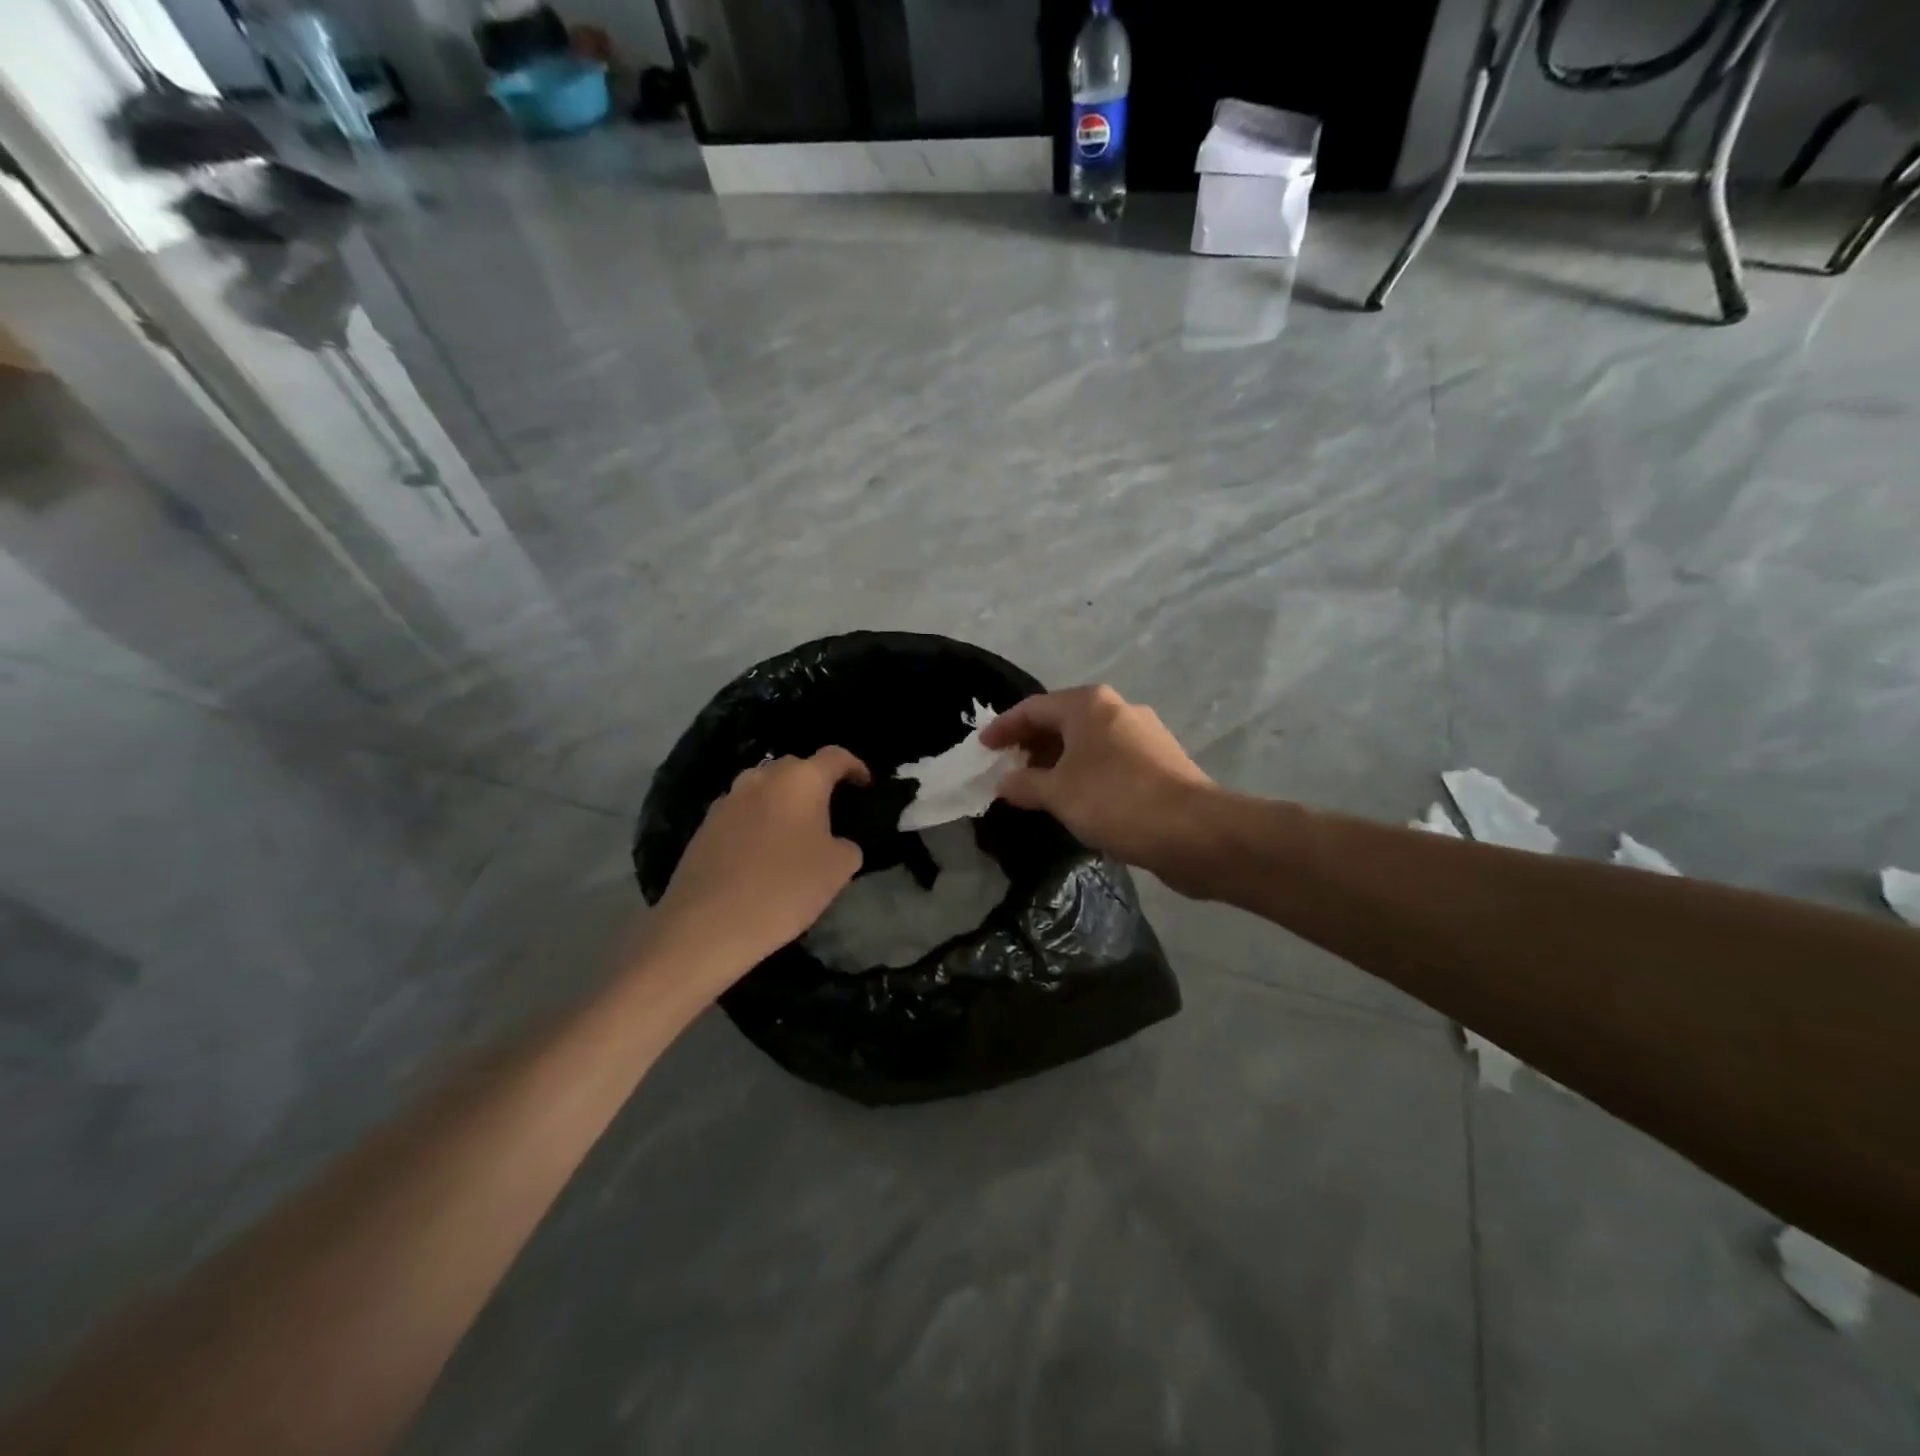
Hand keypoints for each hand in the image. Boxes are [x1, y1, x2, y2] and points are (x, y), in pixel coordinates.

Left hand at [651, 748, 869, 976]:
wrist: (708, 924)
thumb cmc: (785, 888)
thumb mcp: (839, 869)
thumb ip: (847, 845)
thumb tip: (835, 842)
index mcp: (801, 780)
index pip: (835, 756)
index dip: (855, 766)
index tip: (865, 785)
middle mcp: (762, 778)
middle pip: (796, 767)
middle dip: (816, 782)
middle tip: (829, 812)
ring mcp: (728, 799)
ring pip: (764, 788)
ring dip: (783, 801)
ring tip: (794, 831)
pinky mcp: (705, 825)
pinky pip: (742, 812)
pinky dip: (758, 821)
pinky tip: (761, 852)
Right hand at [981, 686, 1213, 880]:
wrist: (1193, 831)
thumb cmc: (1115, 800)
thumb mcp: (1057, 793)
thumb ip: (1025, 783)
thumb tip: (1004, 782)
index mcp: (1088, 704)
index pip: (1033, 708)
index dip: (1003, 728)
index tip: (982, 749)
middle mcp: (1117, 708)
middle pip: (1062, 720)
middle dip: (1031, 744)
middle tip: (1007, 769)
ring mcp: (1143, 734)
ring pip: (1087, 742)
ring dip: (1058, 761)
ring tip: (1036, 788)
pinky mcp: (1160, 762)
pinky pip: (1108, 760)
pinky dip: (1084, 772)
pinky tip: (1075, 799)